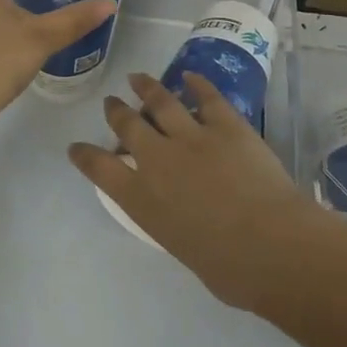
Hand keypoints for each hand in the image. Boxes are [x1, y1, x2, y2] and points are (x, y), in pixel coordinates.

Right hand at [69, 72, 337, 310]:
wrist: (270, 246)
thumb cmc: (229, 270)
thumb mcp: (181, 248)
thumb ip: (173, 223)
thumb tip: (183, 216)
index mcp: (142, 200)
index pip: (100, 169)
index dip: (86, 156)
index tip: (76, 147)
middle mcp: (157, 160)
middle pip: (127, 126)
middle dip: (116, 112)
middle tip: (112, 103)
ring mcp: (191, 137)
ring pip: (160, 102)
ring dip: (146, 87)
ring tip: (138, 78)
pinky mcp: (225, 125)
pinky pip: (207, 97)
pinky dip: (196, 84)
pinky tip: (190, 76)